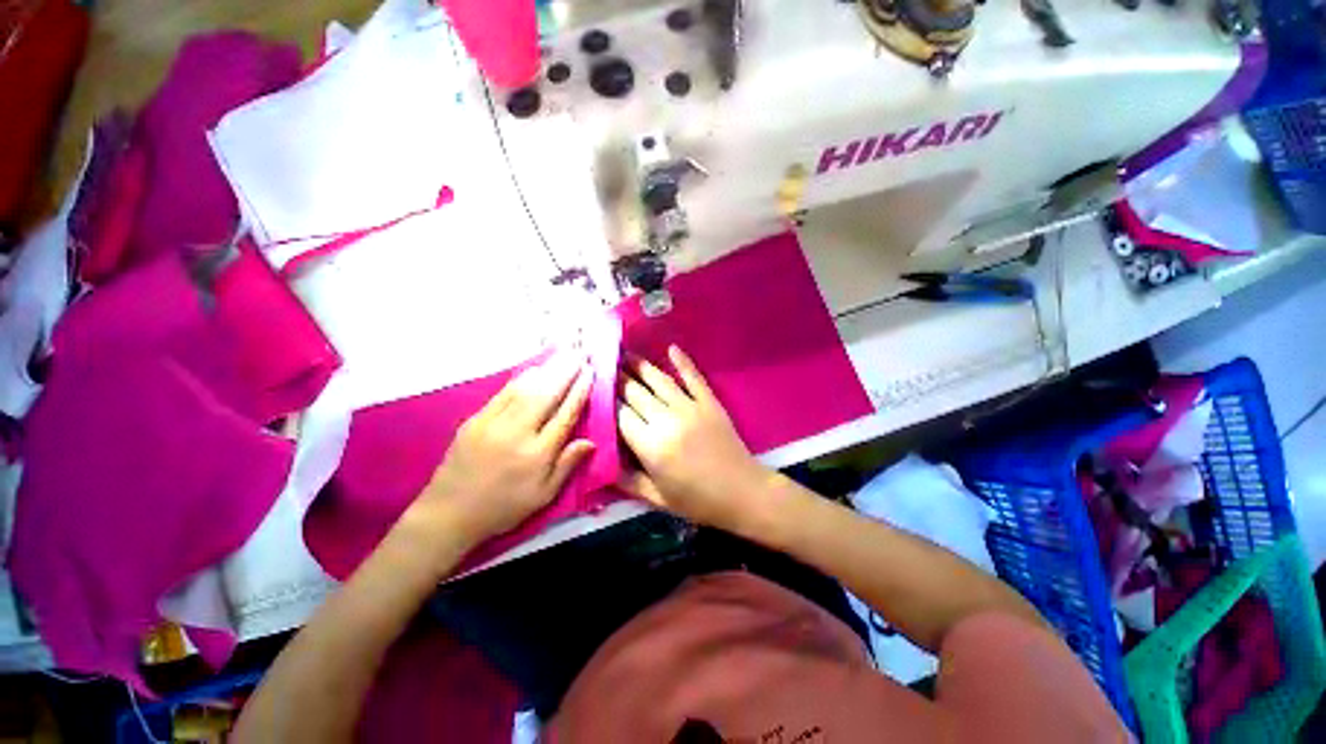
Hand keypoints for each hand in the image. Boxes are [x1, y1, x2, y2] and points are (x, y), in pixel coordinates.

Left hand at [413, 355, 595, 544]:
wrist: (449, 512)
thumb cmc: (504, 506)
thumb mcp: (544, 495)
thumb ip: (568, 465)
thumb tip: (591, 441)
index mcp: (538, 455)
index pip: (565, 415)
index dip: (580, 391)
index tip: (590, 372)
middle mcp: (518, 434)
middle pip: (547, 395)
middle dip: (566, 371)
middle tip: (580, 353)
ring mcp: (493, 423)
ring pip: (526, 389)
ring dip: (547, 369)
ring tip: (562, 354)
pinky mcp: (476, 419)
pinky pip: (504, 393)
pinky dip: (522, 378)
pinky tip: (534, 369)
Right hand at [617, 345, 767, 530]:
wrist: (742, 492)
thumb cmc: (697, 500)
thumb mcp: (657, 499)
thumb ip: (626, 480)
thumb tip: (602, 462)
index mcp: (651, 446)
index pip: (620, 415)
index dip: (606, 401)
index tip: (594, 389)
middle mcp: (667, 420)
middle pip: (635, 393)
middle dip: (617, 378)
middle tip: (604, 364)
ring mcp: (690, 407)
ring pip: (659, 380)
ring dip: (641, 366)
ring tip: (626, 353)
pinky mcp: (709, 402)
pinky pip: (693, 377)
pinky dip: (683, 361)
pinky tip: (672, 348)